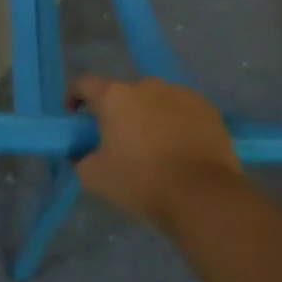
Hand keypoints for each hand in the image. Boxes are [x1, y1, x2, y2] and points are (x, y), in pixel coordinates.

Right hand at [72, 76, 242, 231]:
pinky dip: (175, 122)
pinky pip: (181, 109)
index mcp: (114, 96)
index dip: (74, 97)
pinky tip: (180, 147)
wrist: (203, 197)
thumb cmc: (142, 181)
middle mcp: (146, 85)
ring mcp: (180, 93)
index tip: (75, 117)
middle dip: (117, 112)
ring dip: (147, 115)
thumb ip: (80, 158)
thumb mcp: (94, 176)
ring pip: (154, 100)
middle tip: (118, 139)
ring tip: (154, 145)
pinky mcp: (206, 108)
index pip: (84, 84)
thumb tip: (81, 153)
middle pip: (122, 93)